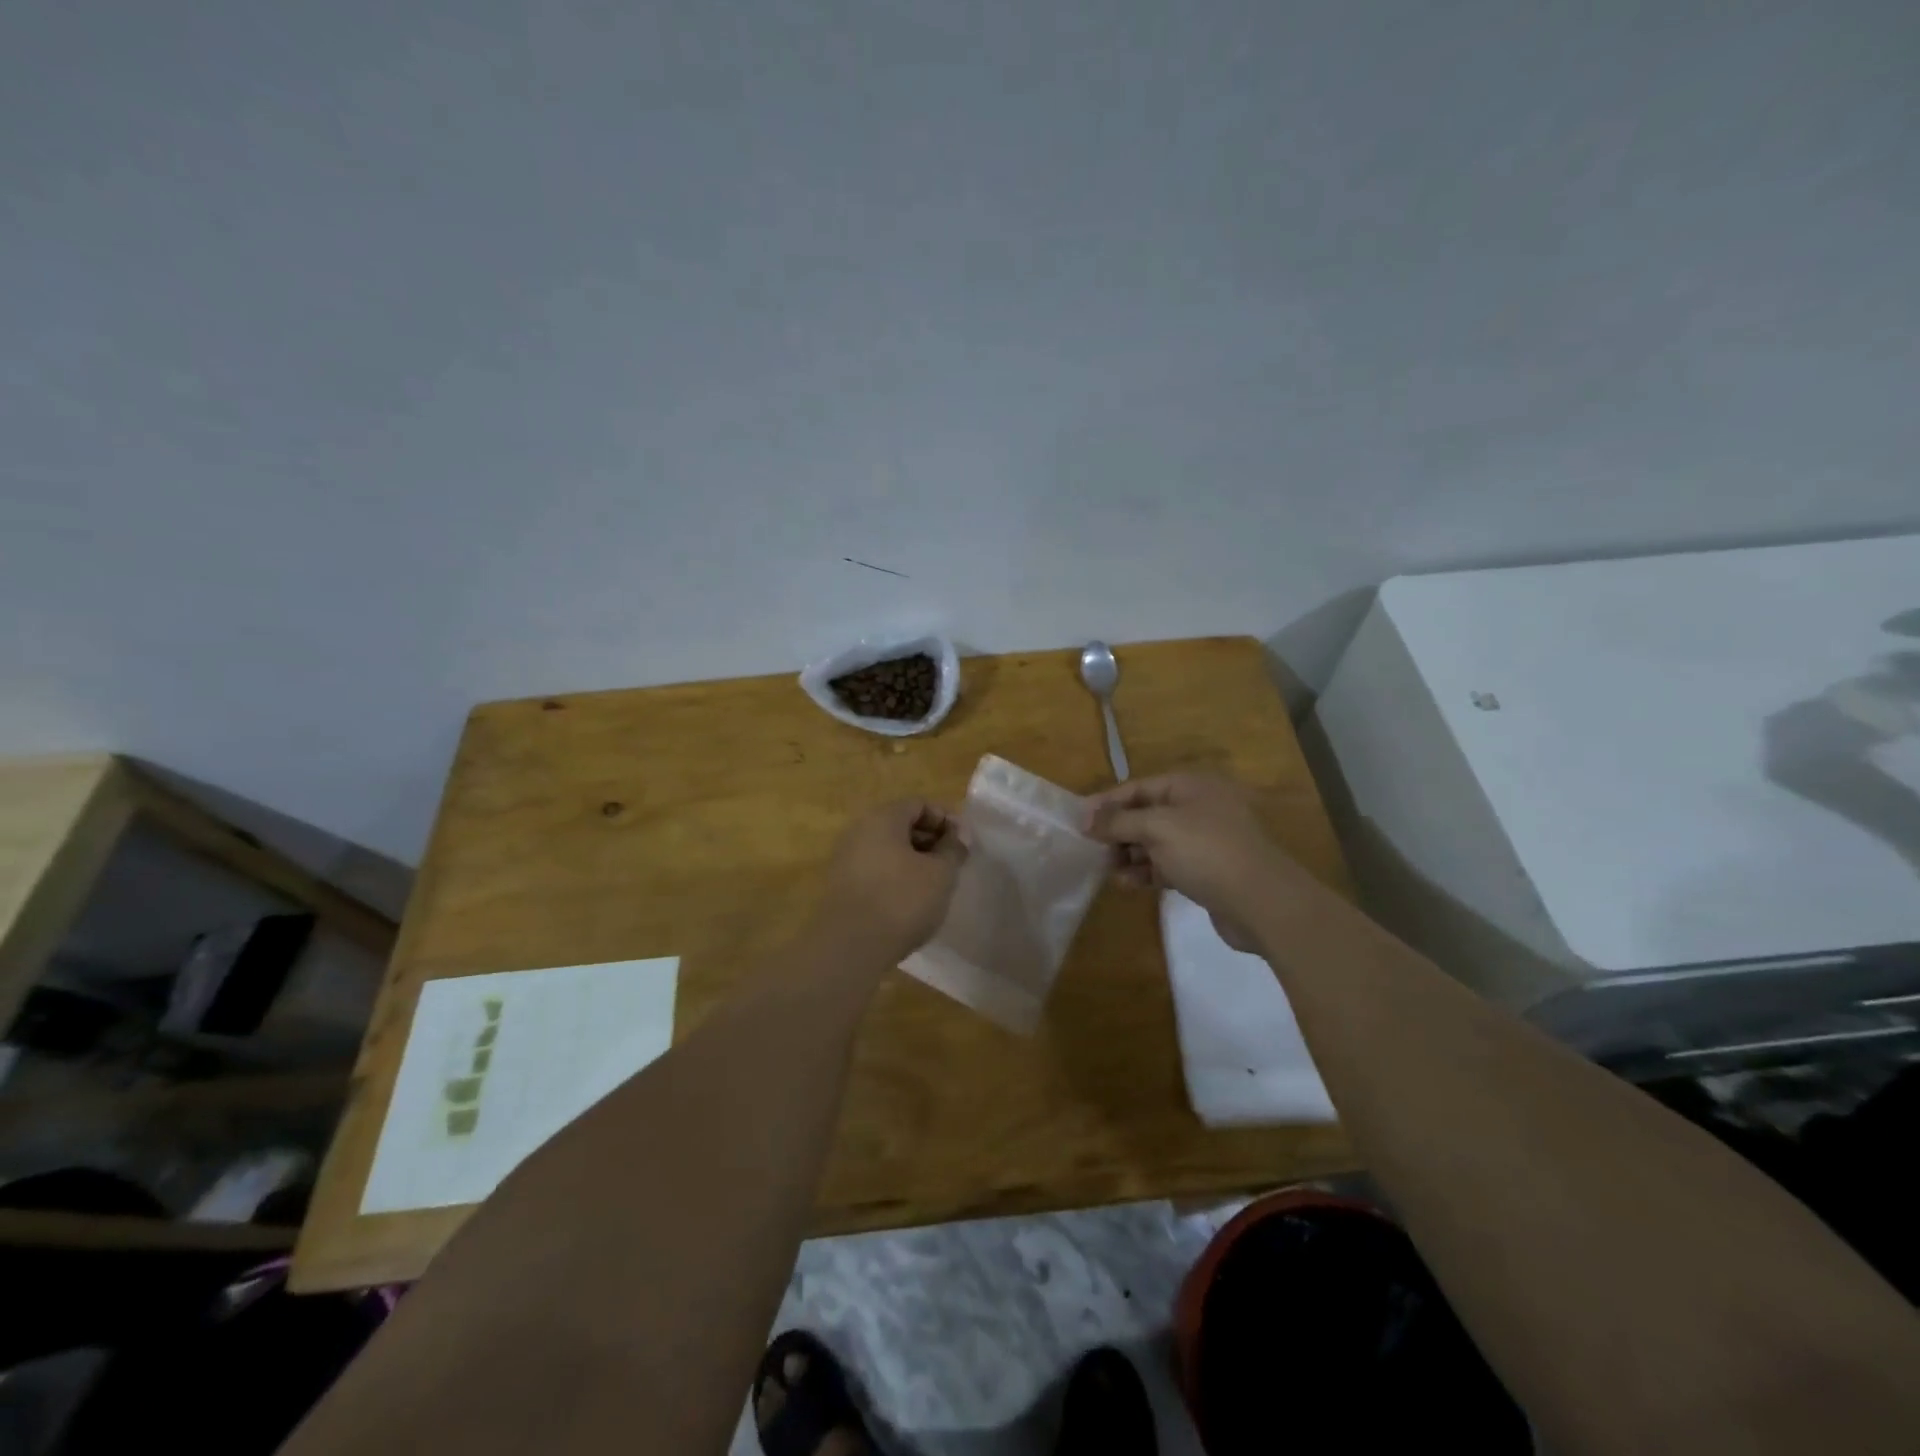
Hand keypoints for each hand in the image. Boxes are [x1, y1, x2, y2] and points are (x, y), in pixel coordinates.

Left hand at [811, 799, 967, 962]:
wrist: (850, 946)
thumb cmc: (902, 900)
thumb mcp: (940, 873)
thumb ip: (953, 848)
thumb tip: (960, 834)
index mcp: (882, 818)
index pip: (919, 804)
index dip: (946, 820)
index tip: (964, 844)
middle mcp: (859, 830)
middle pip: (901, 825)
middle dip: (931, 840)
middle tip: (953, 864)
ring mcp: (846, 858)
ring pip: (888, 849)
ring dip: (914, 861)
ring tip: (935, 885)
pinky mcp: (841, 886)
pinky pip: (875, 869)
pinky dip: (896, 877)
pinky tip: (910, 901)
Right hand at [1084, 772, 1291, 951]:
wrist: (1263, 903)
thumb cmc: (1207, 852)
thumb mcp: (1158, 828)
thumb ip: (1119, 821)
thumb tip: (1085, 819)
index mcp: (1192, 786)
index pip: (1138, 787)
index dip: (1107, 803)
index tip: (1078, 822)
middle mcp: (1199, 807)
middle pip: (1146, 814)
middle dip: (1118, 832)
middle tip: (1091, 850)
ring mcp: (1205, 840)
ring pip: (1155, 842)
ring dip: (1129, 854)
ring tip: (1108, 871)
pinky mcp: (1207, 870)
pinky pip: (1167, 864)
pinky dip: (1147, 871)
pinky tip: (1129, 884)